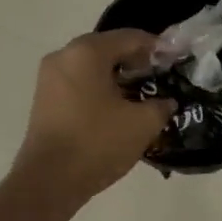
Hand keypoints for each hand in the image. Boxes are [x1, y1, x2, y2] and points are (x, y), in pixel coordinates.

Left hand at [13, 30, 173, 203]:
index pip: (130, 37)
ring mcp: (50, 77)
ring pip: (93, 66)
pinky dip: (101, 87)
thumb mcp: (142, 123)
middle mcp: (64, 56)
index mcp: (87, 52)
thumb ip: (161, 105)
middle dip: (137, 61)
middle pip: (109, 48)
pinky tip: (119, 107)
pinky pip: (80, 82)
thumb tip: (166, 101)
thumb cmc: (97, 143)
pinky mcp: (45, 98)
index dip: (157, 48)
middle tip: (162, 77)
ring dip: (119, 76)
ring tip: (143, 94)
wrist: (48, 183)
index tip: (176, 60)